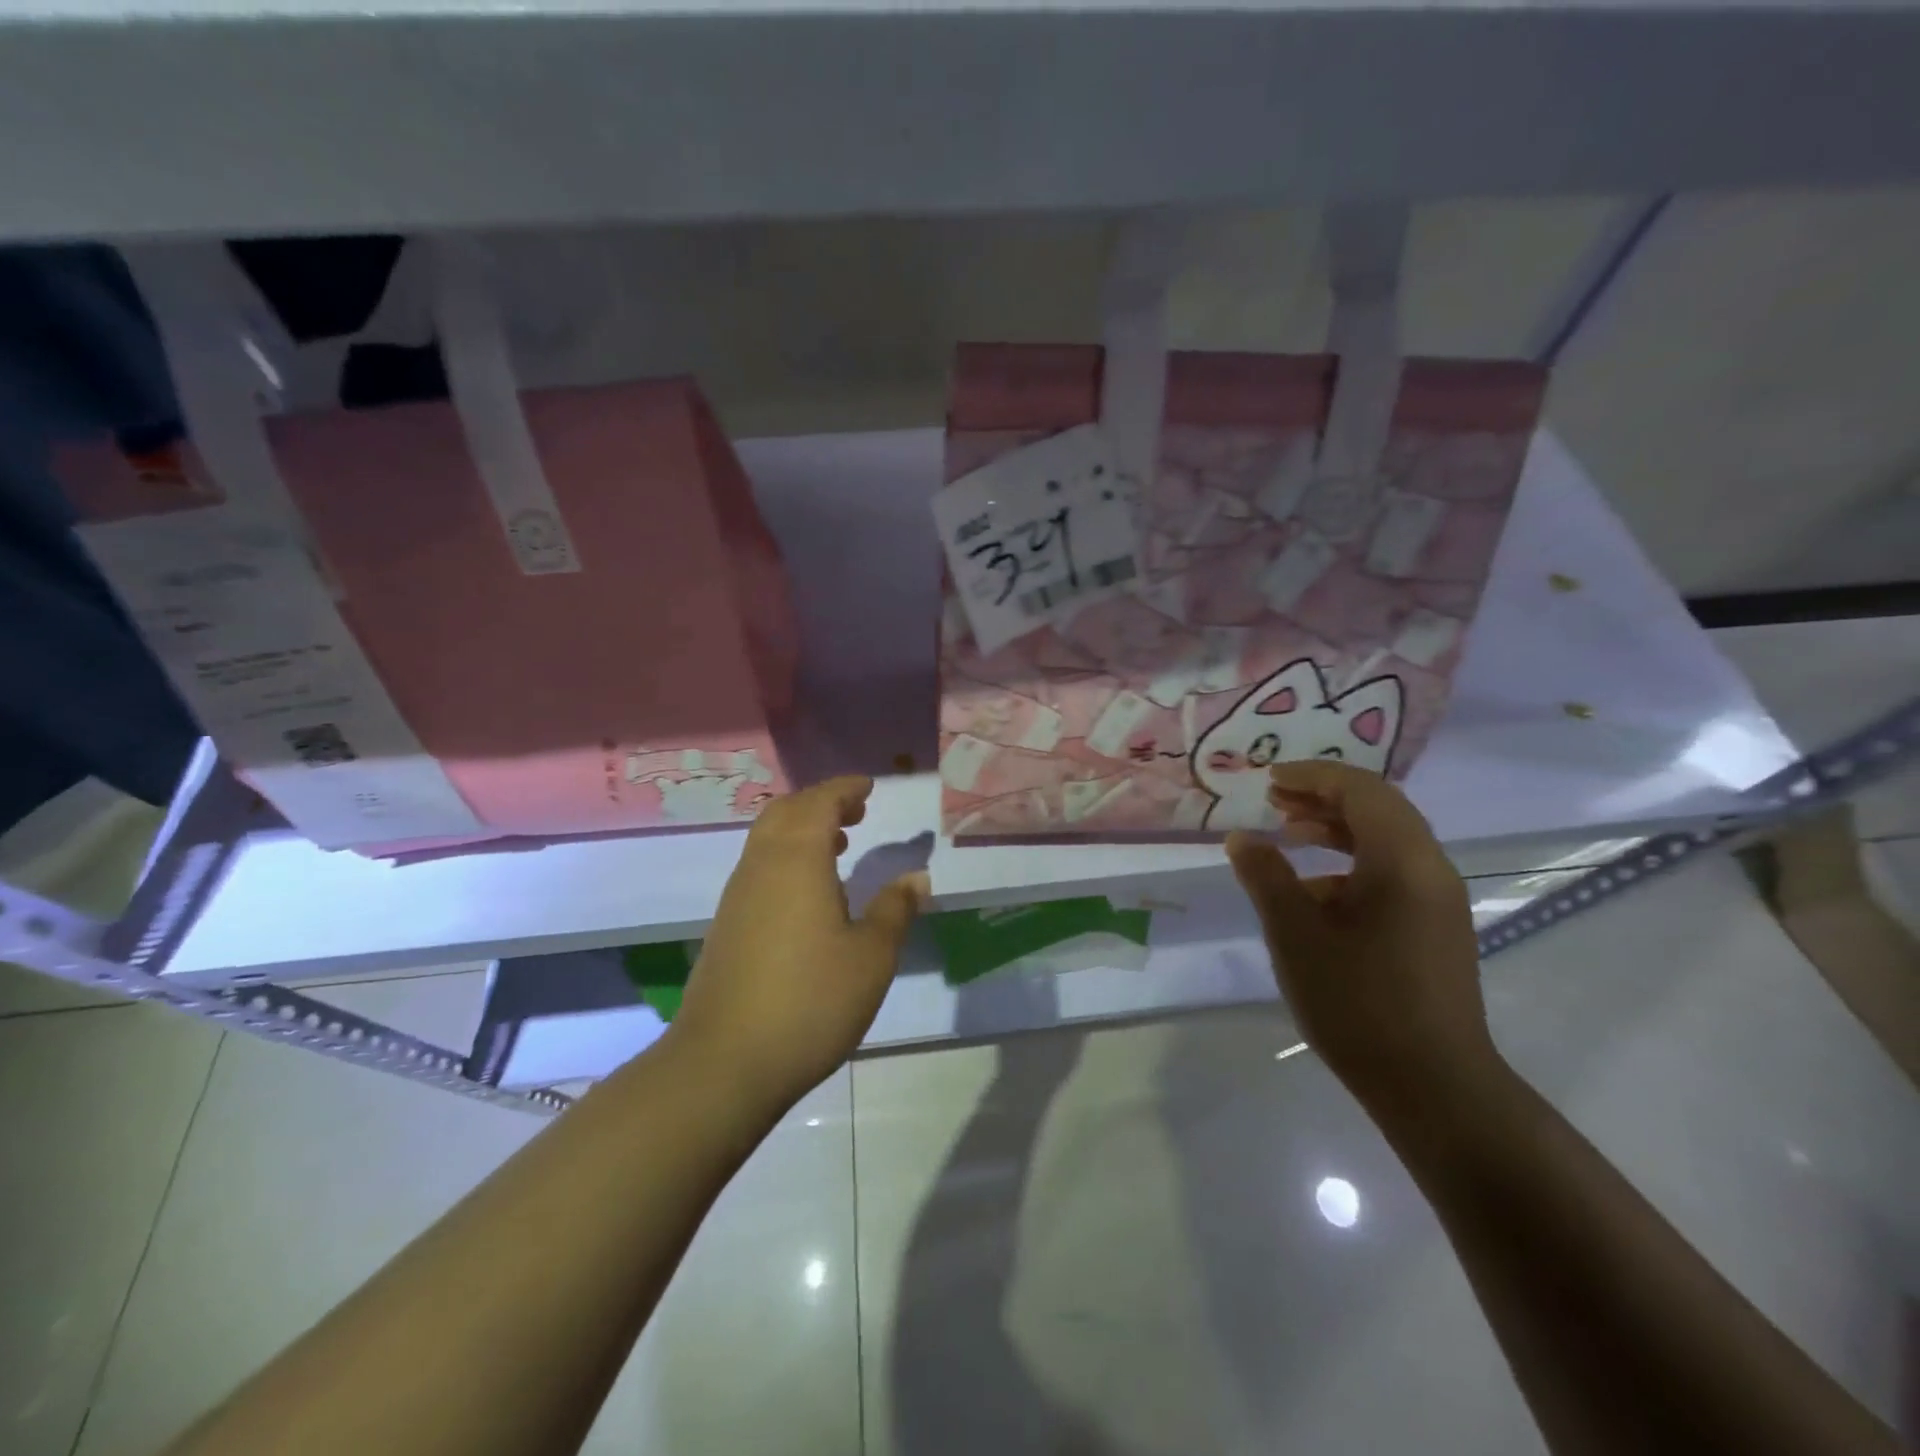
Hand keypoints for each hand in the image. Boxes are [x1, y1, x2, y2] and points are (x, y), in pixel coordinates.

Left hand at [671, 775, 927, 1109]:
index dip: (844, 789)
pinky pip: (759, 868)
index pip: (819, 802)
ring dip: (802, 830)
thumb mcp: (871, 956)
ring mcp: (738, 896)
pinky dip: (787, 858)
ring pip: (767, 840)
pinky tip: (810, 893)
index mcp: (797, 860)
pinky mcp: (728, 925)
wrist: (725, 1062)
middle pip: (785, 812)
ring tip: (838, 844)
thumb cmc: (810, 1000)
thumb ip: (895, 909)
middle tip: (856, 811)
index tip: (869, 787)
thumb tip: (916, 877)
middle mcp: (761, 866)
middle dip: (821, 803)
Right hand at [1225, 761, 1497, 1118]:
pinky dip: (1352, 860)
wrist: (1433, 1084)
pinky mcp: (1436, 926)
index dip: (1313, 775)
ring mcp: (1438, 899)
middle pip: (1379, 808)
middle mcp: (1430, 868)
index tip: (1269, 779)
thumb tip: (1242, 837)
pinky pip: (1393, 870)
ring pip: (1387, 839)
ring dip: (1337, 827)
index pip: (1361, 790)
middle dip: (1324, 796)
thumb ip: (1266, 876)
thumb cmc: (1357, 1000)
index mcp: (1401, 860)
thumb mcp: (1295, 933)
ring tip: (1288, 833)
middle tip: (1275, 799)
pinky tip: (1314, 889)